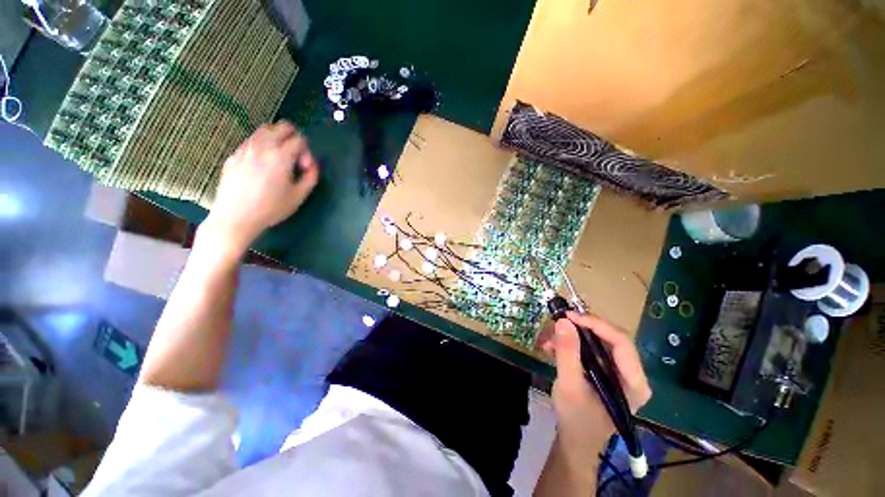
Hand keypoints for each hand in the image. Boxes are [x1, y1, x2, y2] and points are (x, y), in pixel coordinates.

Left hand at [204, 121, 318, 252]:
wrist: (236, 217)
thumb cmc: (271, 208)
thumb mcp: (299, 196)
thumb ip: (311, 176)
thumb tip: (312, 164)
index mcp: (281, 156)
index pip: (300, 139)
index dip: (307, 152)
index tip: (304, 167)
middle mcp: (262, 146)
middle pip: (282, 127)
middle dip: (294, 138)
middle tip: (295, 158)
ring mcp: (245, 148)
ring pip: (264, 130)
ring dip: (277, 139)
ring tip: (279, 160)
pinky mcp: (234, 155)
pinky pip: (251, 141)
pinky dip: (262, 146)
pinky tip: (262, 166)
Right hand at [539, 311, 650, 453]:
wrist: (574, 438)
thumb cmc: (576, 417)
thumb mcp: (569, 385)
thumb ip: (567, 353)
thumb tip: (563, 320)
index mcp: (634, 382)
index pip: (621, 342)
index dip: (596, 324)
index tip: (568, 316)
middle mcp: (631, 372)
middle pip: (610, 336)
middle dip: (580, 328)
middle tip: (556, 323)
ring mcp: (619, 370)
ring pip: (598, 338)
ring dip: (571, 334)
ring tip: (548, 339)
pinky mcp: (605, 369)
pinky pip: (590, 346)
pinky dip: (570, 342)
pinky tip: (552, 347)